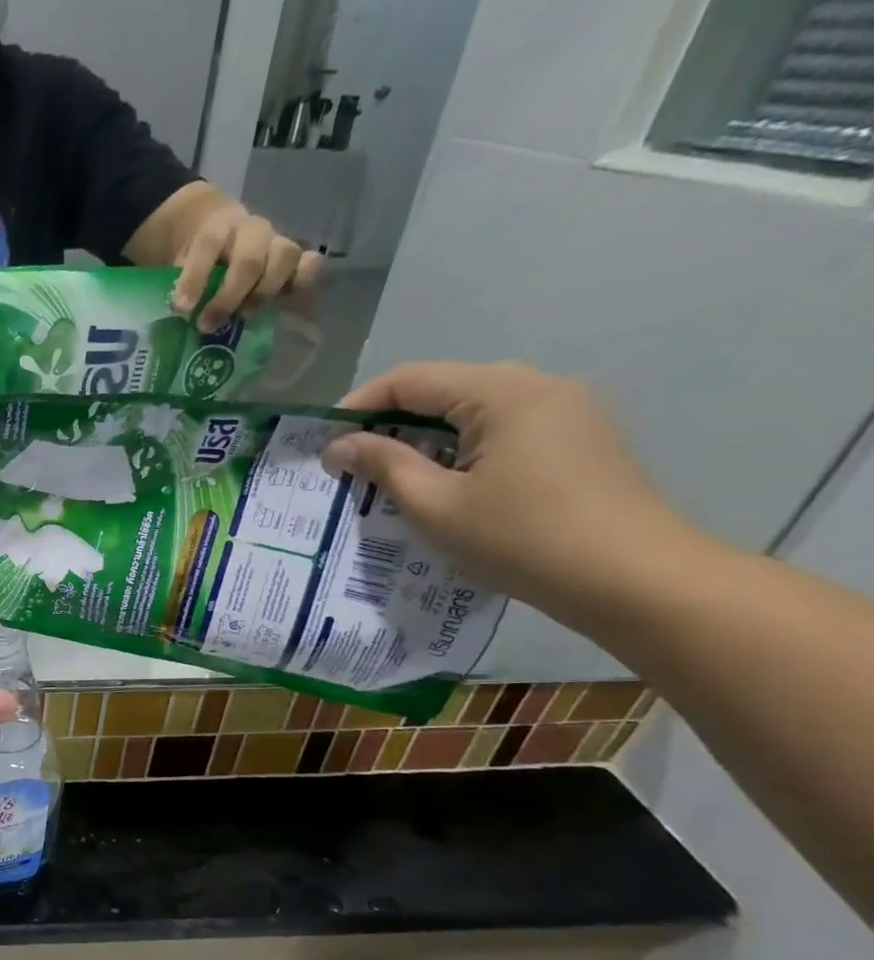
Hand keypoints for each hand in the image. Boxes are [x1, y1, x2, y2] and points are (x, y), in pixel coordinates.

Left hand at [171, 198, 320, 332]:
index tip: (180, 308)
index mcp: (218, 226)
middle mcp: (252, 230)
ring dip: (263, 294)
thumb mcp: (179, 261)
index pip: (208, 245)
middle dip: (228, 298)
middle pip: (250, 259)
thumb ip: (178, 282)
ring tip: (243, 316)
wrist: (222, 232)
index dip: (194, 278)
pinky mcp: (294, 259)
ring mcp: (277, 242)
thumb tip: (177, 315)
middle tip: (207, 325)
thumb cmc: (196, 256)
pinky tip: (285, 301)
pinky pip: (310, 265)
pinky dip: (303, 282)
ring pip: (285, 258)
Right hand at [320, 361, 695, 626]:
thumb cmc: (522, 539)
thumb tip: (339, 445)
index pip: (411, 379)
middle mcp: (539, 386)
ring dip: (427, 436)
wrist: (634, 580)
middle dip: (392, 421)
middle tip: (354, 461)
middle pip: (445, 388)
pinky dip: (463, 447)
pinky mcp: (581, 439)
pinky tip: (446, 483)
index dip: (359, 405)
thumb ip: (384, 465)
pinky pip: (504, 428)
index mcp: (504, 392)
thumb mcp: (435, 505)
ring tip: (393, 476)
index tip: (325, 442)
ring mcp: (568, 411)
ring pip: (475, 409)